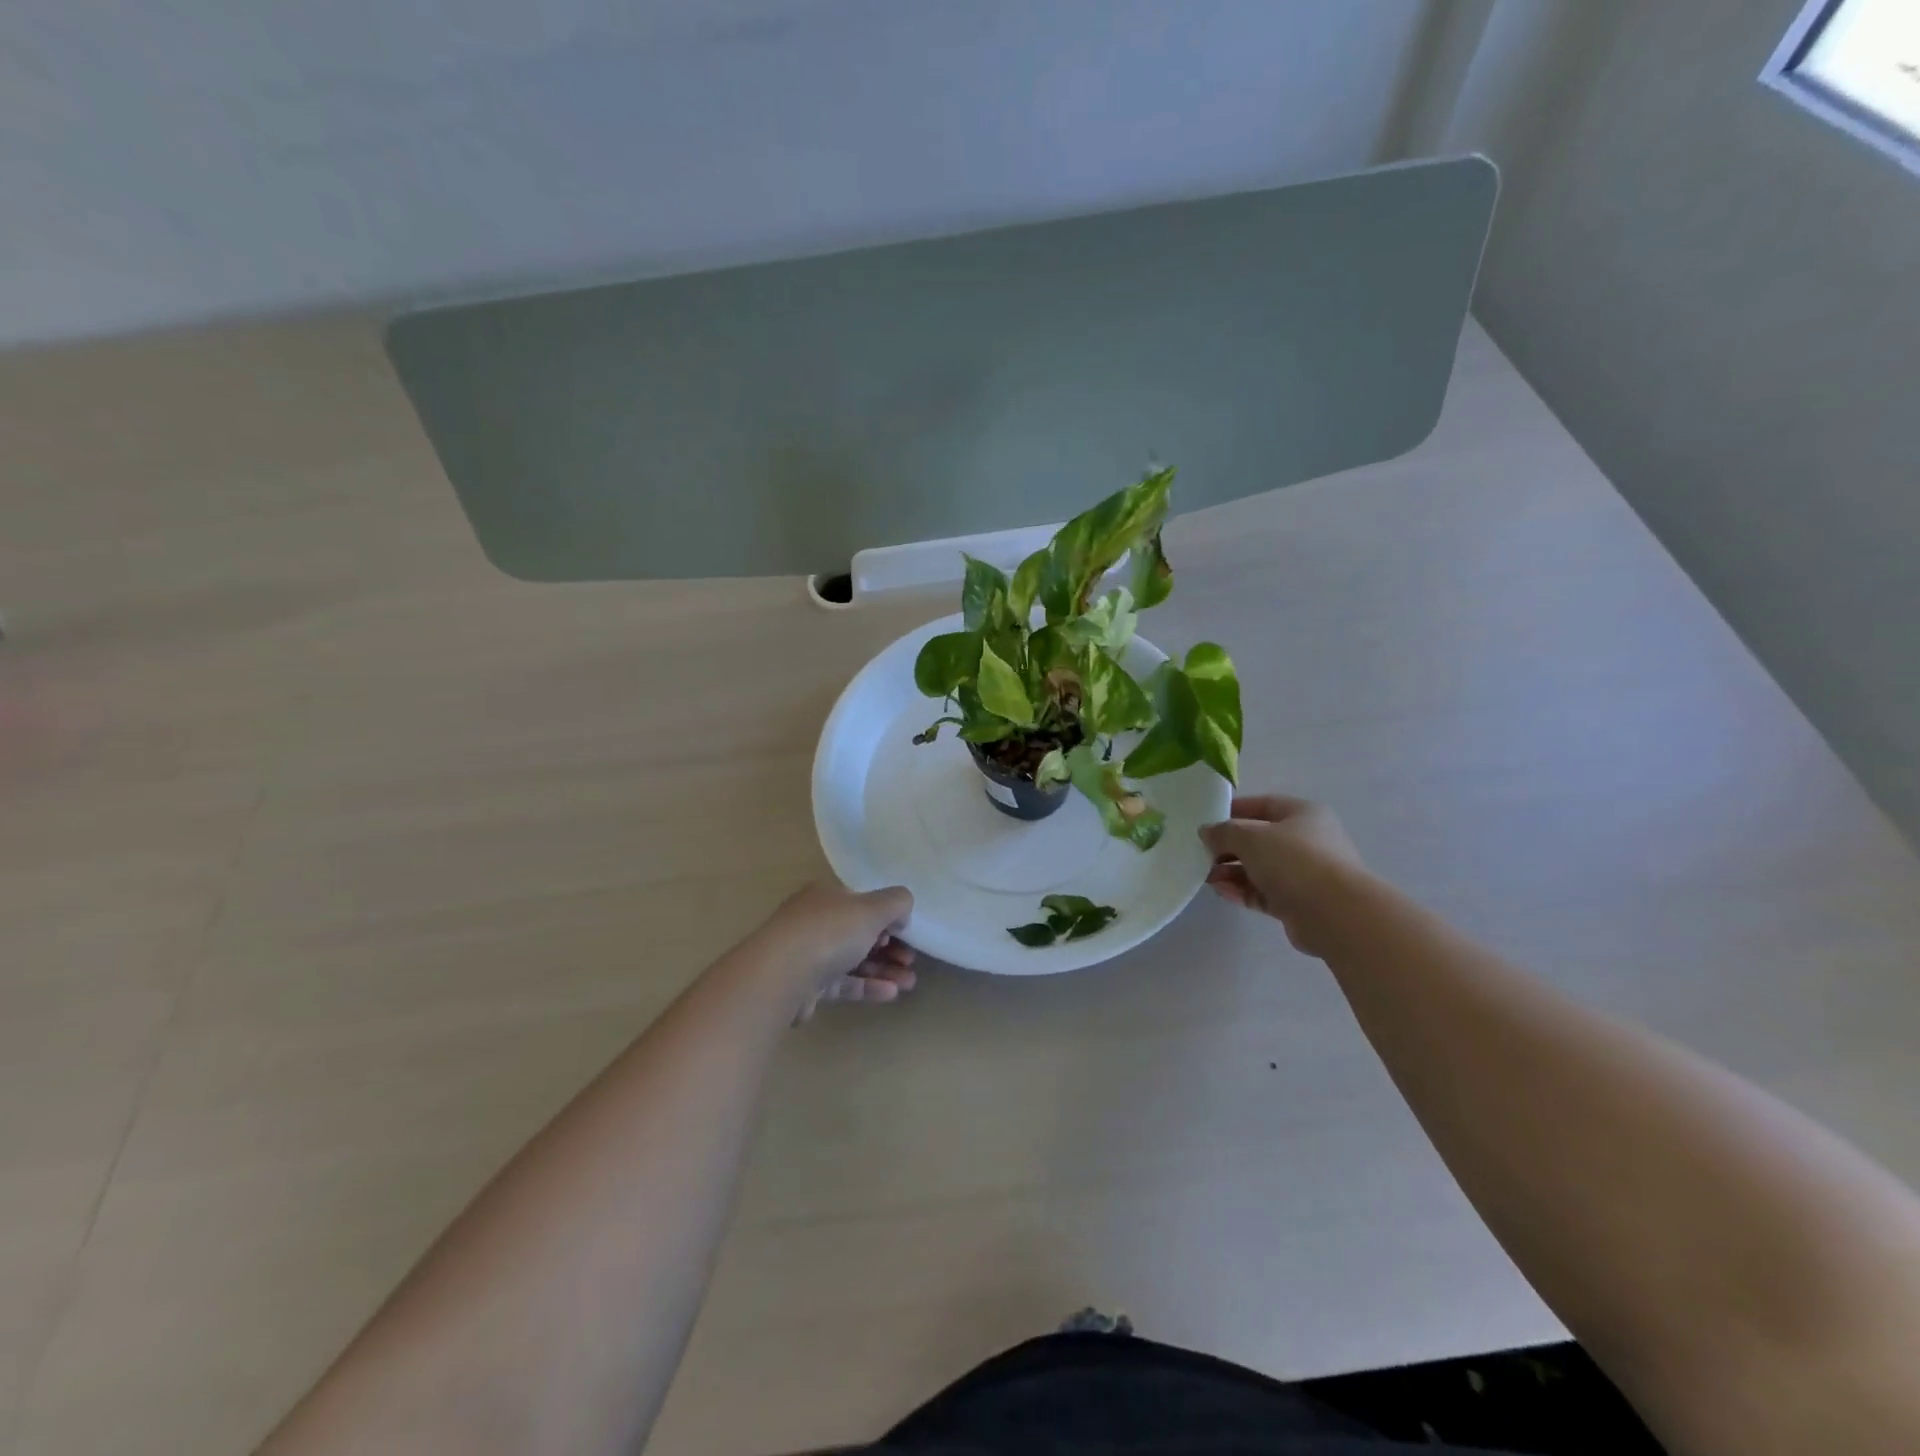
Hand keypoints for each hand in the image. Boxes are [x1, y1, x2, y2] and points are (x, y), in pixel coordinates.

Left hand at [754, 882, 916, 1021]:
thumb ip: (895, 903)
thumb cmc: (830, 932)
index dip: (886, 916)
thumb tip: (901, 910)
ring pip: (853, 960)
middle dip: (889, 947)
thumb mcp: (872, 908)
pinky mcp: (807, 986)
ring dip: (883, 969)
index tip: (906, 932)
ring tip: (909, 983)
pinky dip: (867, 986)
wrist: (782, 976)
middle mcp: (815, 921)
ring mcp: (809, 954)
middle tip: (911, 961)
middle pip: (859, 932)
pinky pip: (843, 983)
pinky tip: (891, 994)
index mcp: (827, 896)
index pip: (861, 902)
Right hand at [1200, 794, 1364, 955]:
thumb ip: (1223, 832)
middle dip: (1229, 847)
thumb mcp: (1250, 837)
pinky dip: (1243, 891)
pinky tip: (1222, 892)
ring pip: (1260, 868)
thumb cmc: (1294, 861)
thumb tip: (1207, 832)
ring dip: (1232, 872)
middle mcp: (1307, 840)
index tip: (1207, 822)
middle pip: (1260, 839)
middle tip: (1202, 855)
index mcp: (1303, 814)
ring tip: (1207, 878)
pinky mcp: (1299, 902)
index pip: (1263, 805)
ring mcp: (1305, 874)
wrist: (1335, 913)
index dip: (1233, 811)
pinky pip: (1264, 892)